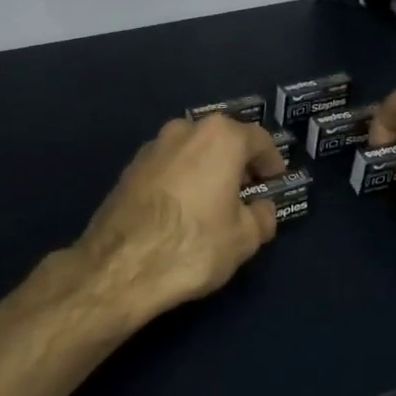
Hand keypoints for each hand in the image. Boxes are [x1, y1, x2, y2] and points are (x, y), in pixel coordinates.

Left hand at [62, 115, 285, 327]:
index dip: (271, 162)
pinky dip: (181, 180)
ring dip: (206, 170)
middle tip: (247, 192)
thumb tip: (260, 208)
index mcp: (220, 136)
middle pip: (222, 140)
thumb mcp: (244, 238)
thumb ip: (262, 216)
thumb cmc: (193, 244)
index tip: (275, 182)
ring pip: (191, 151)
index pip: (258, 139)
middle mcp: (184, 130)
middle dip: (237, 163)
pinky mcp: (129, 168)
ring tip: (213, 203)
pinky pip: (167, 167)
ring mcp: (152, 146)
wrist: (120, 265)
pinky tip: (182, 210)